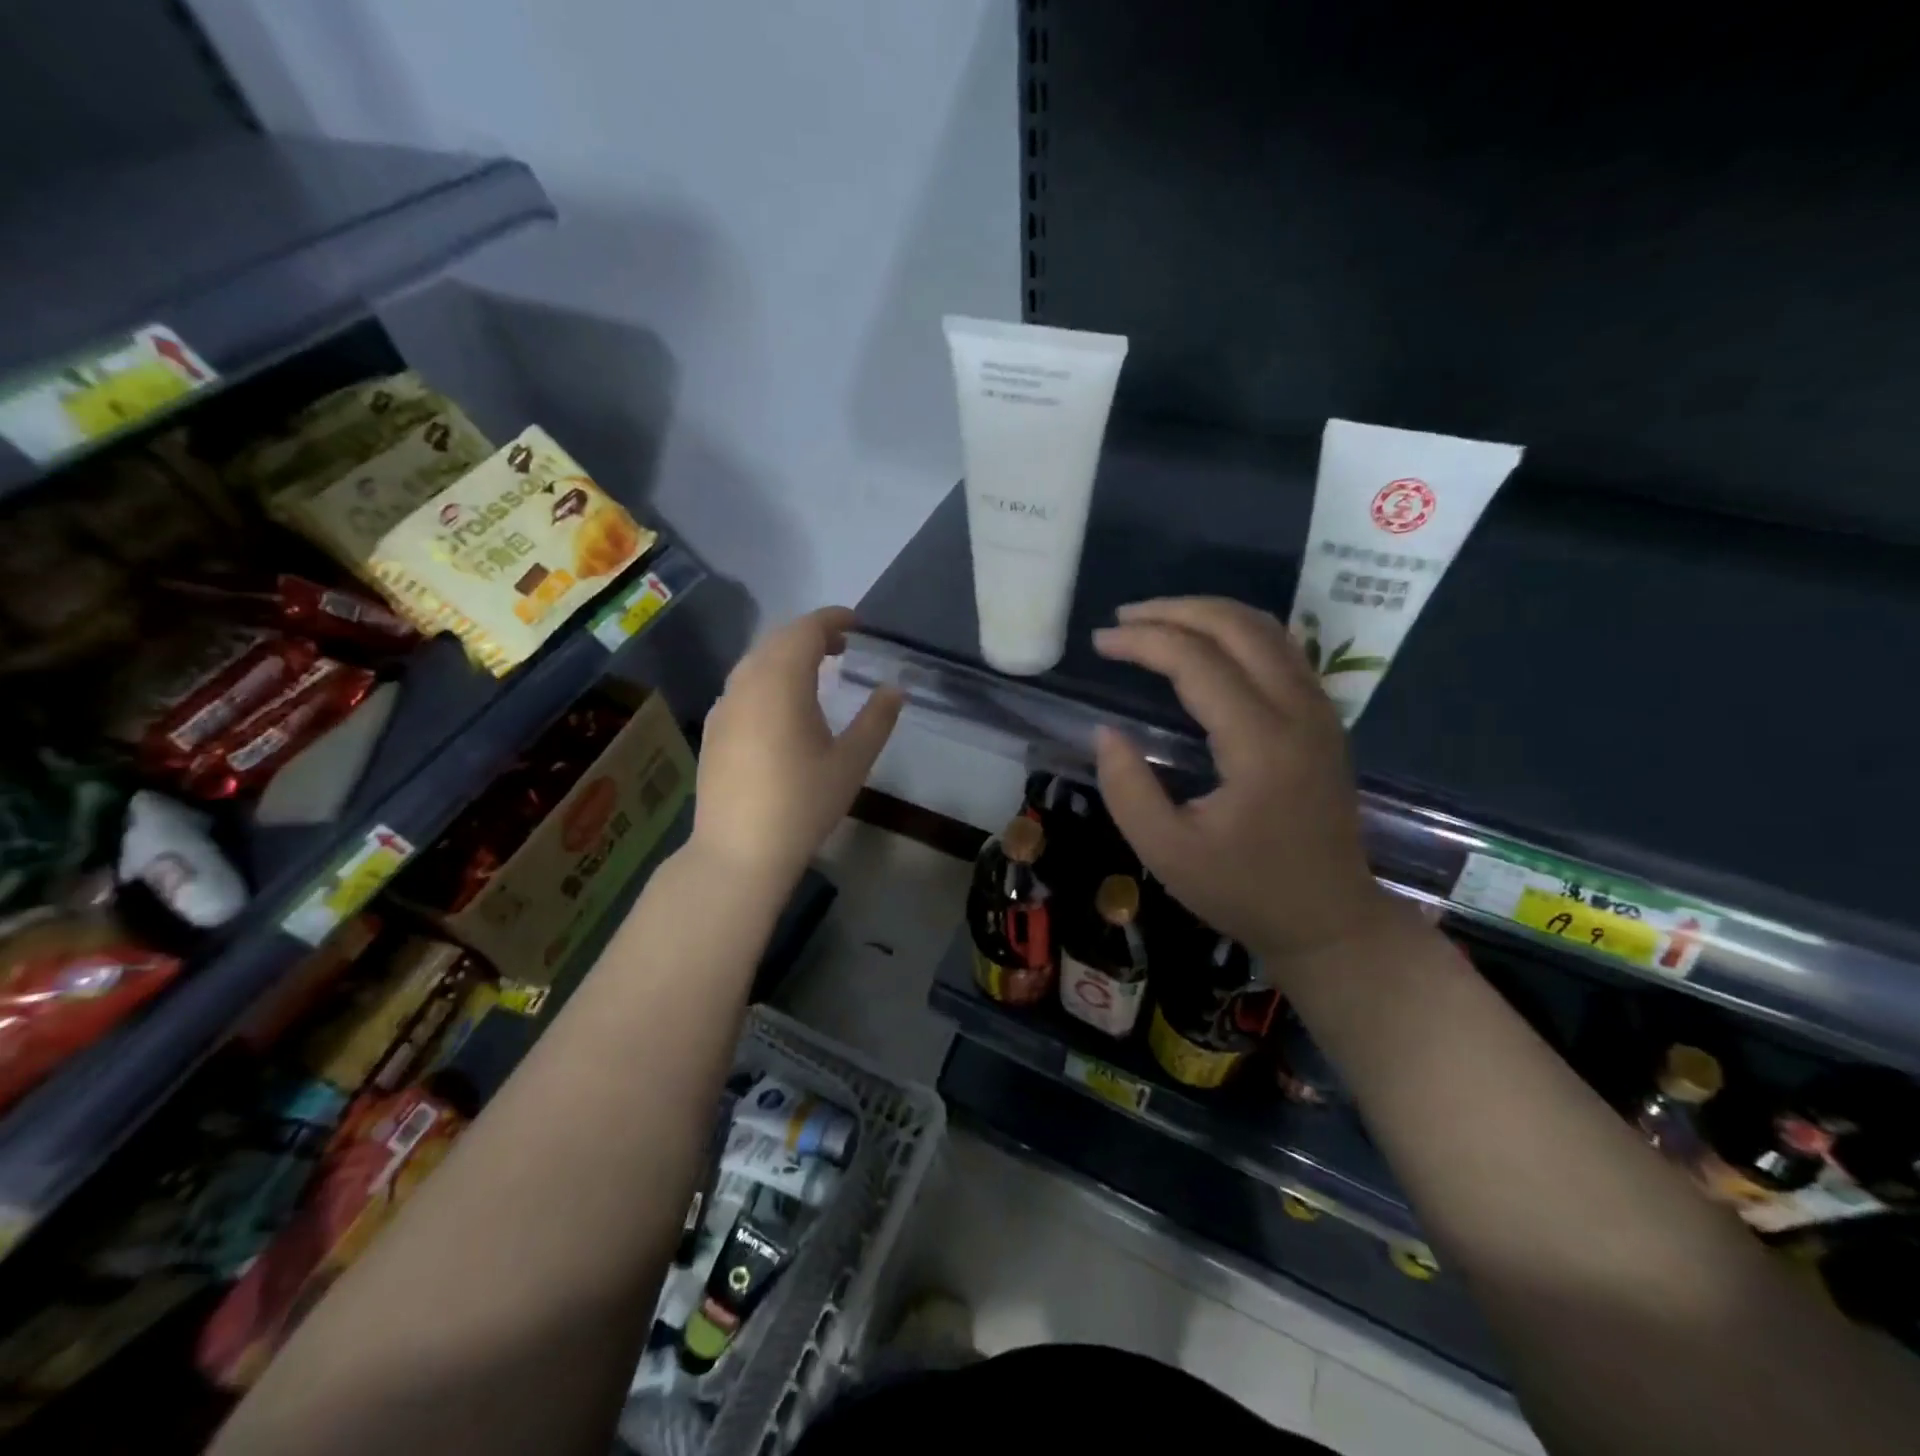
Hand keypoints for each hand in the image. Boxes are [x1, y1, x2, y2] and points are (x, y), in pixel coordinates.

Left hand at [692, 607, 901, 887]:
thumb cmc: (802, 804)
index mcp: (781, 682)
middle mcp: (746, 683)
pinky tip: (783, 706)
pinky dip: (767, 677)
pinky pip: (743, 685)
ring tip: (817, 671)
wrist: (738, 851)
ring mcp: (724, 705)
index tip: (859, 625)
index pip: (806, 630)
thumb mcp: (851, 763)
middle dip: (811, 634)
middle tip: (843, 646)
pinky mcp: (713, 728)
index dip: (834, 619)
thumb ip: (876, 720)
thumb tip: (894, 690)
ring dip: (787, 655)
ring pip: (756, 661)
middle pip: (778, 639)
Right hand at [1091, 597, 1390, 968]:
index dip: (1143, 641)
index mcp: (1261, 744)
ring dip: (1207, 614)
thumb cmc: (1244, 891)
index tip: (1100, 642)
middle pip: (1238, 626)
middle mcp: (1298, 712)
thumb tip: (1106, 732)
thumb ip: (1127, 788)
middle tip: (1123, 618)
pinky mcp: (1323, 719)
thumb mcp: (1166, 853)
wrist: (1330, 920)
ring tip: (1155, 621)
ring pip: (1266, 629)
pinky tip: (1203, 644)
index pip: (1197, 661)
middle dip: (1174, 610)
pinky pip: (1281, 650)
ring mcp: (1319, 711)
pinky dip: (1235, 632)